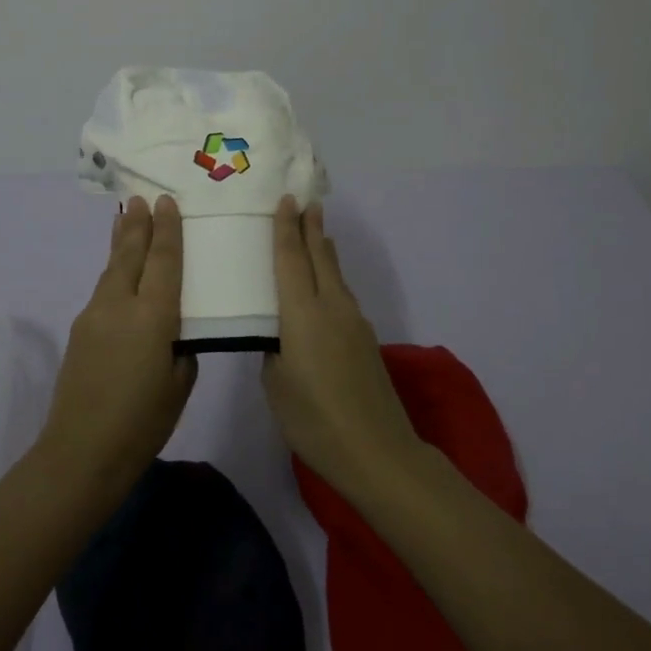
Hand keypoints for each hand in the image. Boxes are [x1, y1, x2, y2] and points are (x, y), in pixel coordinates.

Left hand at [37, 195, 195, 496]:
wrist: (80, 452)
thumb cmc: (142, 423)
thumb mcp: (180, 384)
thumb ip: (181, 347)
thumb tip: (174, 329)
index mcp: (153, 317)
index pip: (163, 261)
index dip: (167, 230)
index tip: (165, 201)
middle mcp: (120, 305)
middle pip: (130, 253)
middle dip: (137, 224)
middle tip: (141, 197)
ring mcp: (94, 314)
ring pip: (112, 267)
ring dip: (122, 242)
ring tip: (126, 218)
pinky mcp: (80, 329)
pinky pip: (103, 287)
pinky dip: (113, 268)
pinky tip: (117, 268)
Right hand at [263, 197, 422, 499]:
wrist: (377, 451)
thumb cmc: (314, 419)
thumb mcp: (276, 384)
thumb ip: (273, 350)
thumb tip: (279, 337)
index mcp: (302, 313)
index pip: (291, 259)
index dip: (286, 228)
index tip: (286, 200)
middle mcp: (331, 307)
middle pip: (320, 257)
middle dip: (312, 228)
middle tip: (305, 202)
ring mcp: (353, 322)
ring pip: (335, 274)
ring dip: (324, 250)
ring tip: (317, 232)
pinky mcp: (365, 339)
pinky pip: (343, 294)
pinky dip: (332, 276)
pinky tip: (326, 283)